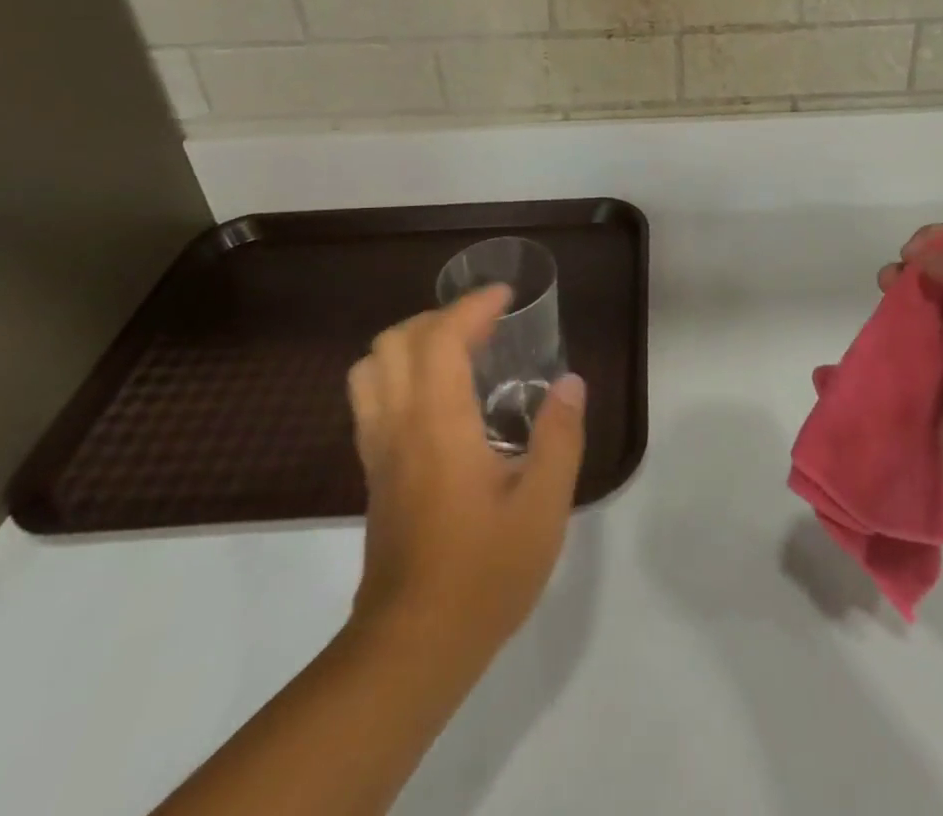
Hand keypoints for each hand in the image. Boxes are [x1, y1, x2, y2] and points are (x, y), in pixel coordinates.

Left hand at [345, 286, 586, 657]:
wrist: (413, 647)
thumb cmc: (484, 574)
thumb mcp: (543, 506)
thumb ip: (559, 436)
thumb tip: (571, 383)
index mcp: (438, 425)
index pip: (440, 338)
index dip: (471, 305)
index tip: (506, 296)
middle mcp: (399, 426)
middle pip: (395, 341)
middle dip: (439, 317)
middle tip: (485, 327)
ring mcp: (379, 450)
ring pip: (372, 367)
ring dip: (412, 342)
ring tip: (458, 352)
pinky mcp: (374, 473)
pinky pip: (371, 398)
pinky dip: (400, 372)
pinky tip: (441, 397)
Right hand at [879, 225, 942, 538]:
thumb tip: (925, 259)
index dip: (933, 244)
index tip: (908, 258)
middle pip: (934, 285)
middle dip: (905, 280)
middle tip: (887, 289)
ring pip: (914, 326)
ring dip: (887, 319)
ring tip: (873, 327)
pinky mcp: (935, 401)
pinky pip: (900, 371)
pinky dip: (876, 362)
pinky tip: (851, 365)